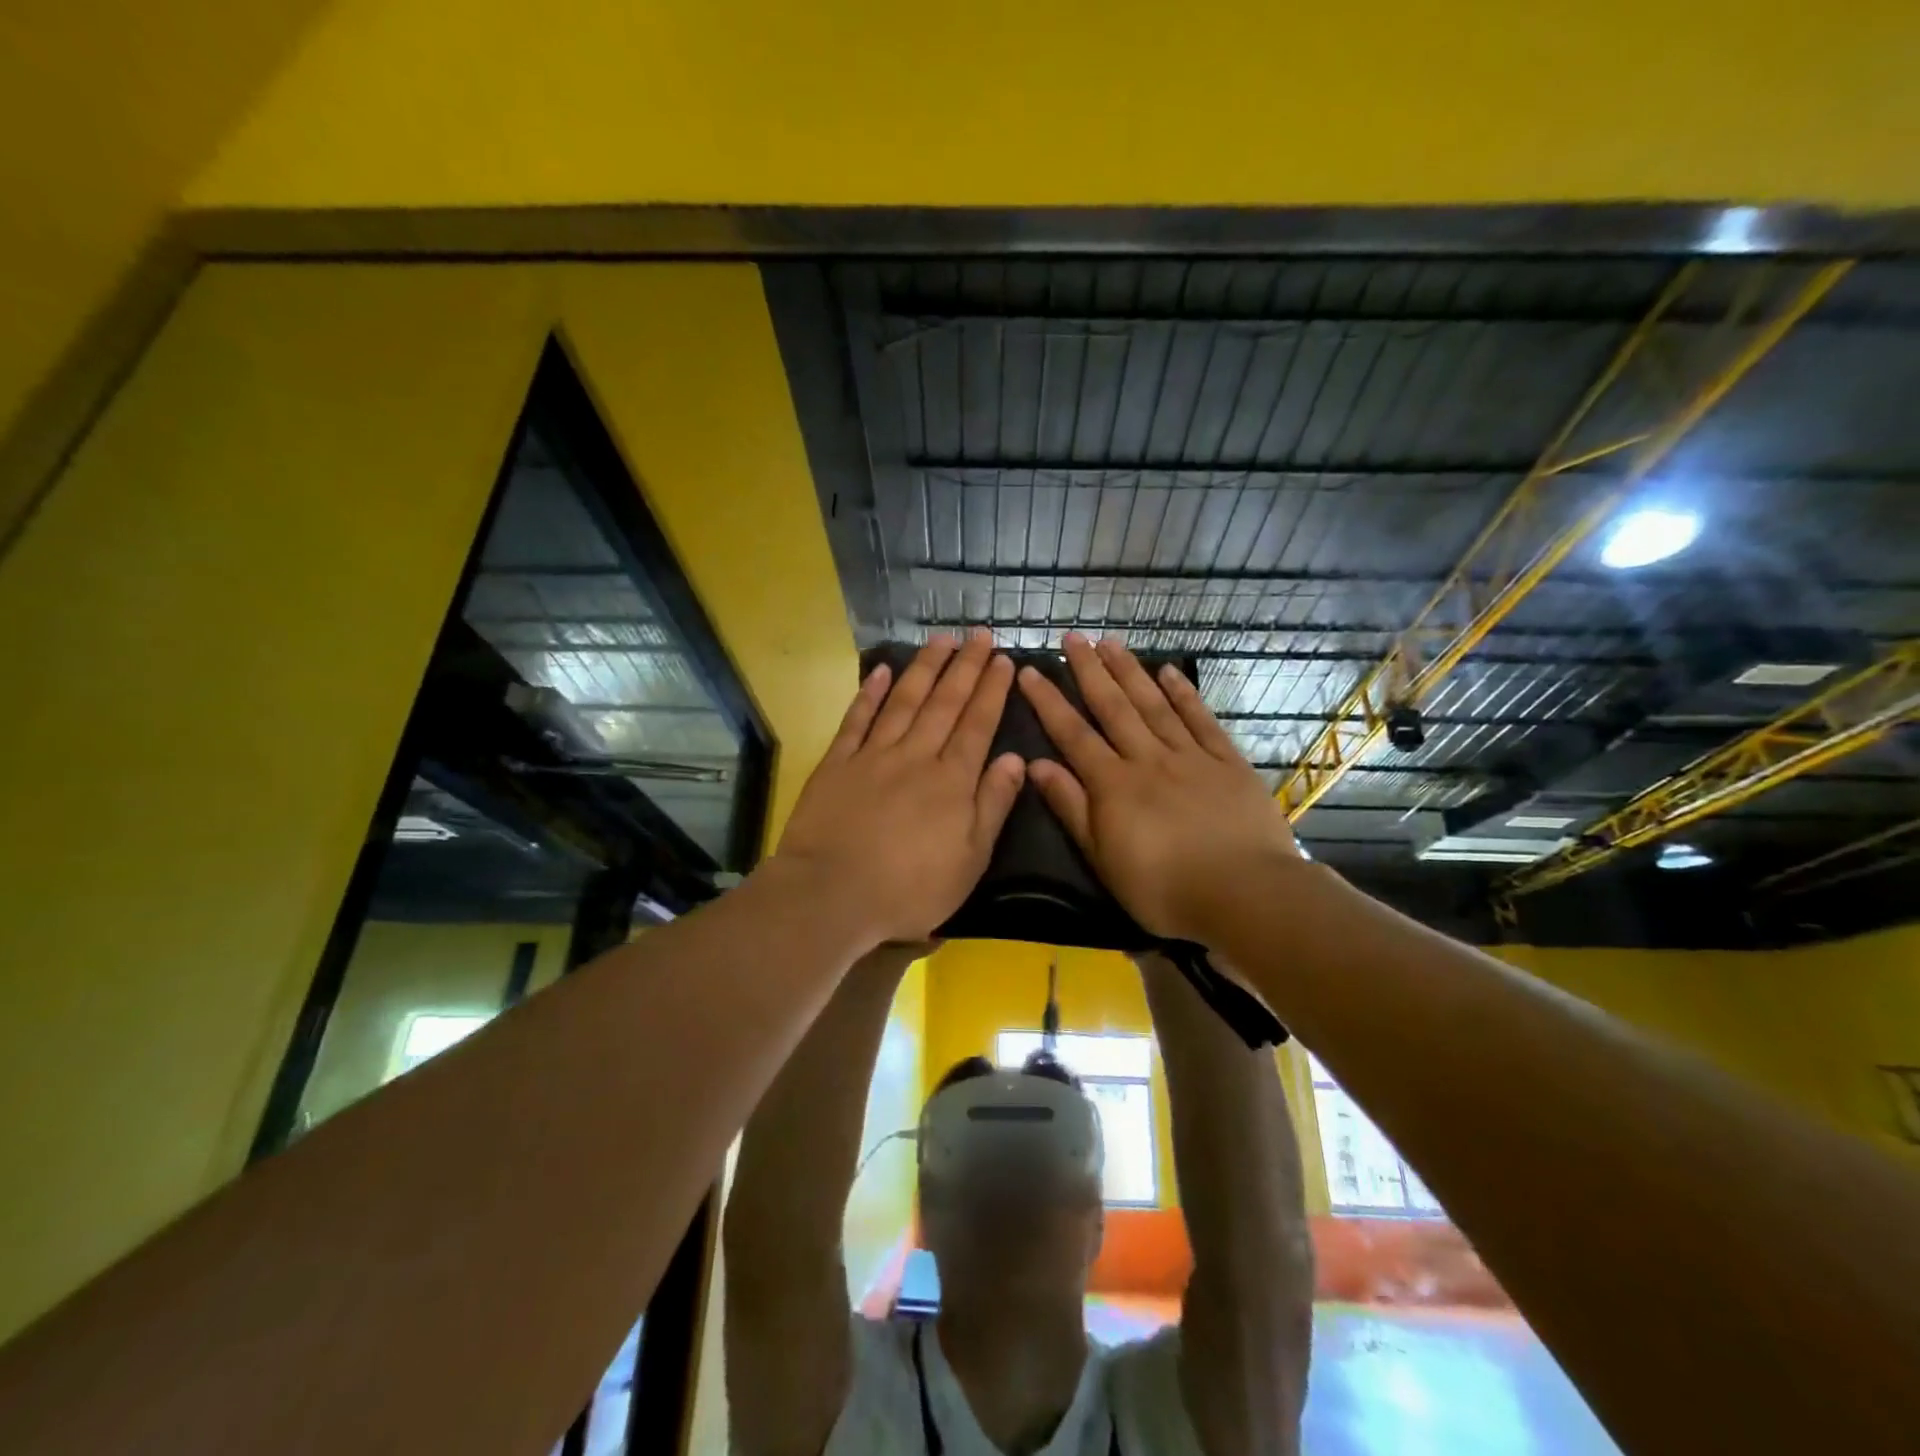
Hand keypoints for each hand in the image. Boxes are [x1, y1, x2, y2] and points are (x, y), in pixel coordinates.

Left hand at [774, 632, 1024, 944]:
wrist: (831, 895)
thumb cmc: (909, 888)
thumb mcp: (969, 860)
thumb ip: (993, 805)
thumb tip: (1014, 759)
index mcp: (952, 780)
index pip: (978, 724)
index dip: (991, 690)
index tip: (1002, 659)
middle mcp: (916, 756)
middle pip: (945, 703)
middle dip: (965, 666)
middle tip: (978, 634)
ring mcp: (873, 755)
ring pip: (904, 701)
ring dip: (924, 668)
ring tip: (941, 640)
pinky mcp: (837, 763)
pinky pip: (857, 719)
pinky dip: (870, 693)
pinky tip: (882, 670)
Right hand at [1019, 634, 1303, 943]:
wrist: (1244, 893)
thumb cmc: (1164, 888)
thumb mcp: (1103, 857)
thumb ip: (1071, 807)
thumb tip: (1036, 765)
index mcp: (1113, 784)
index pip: (1073, 734)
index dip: (1049, 702)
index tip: (1030, 671)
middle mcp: (1147, 758)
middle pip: (1113, 707)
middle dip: (1089, 671)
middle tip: (1072, 638)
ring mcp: (1190, 756)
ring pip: (1153, 704)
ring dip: (1130, 671)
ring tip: (1110, 642)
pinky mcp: (1227, 762)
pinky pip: (1200, 719)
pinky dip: (1183, 694)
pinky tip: (1169, 671)